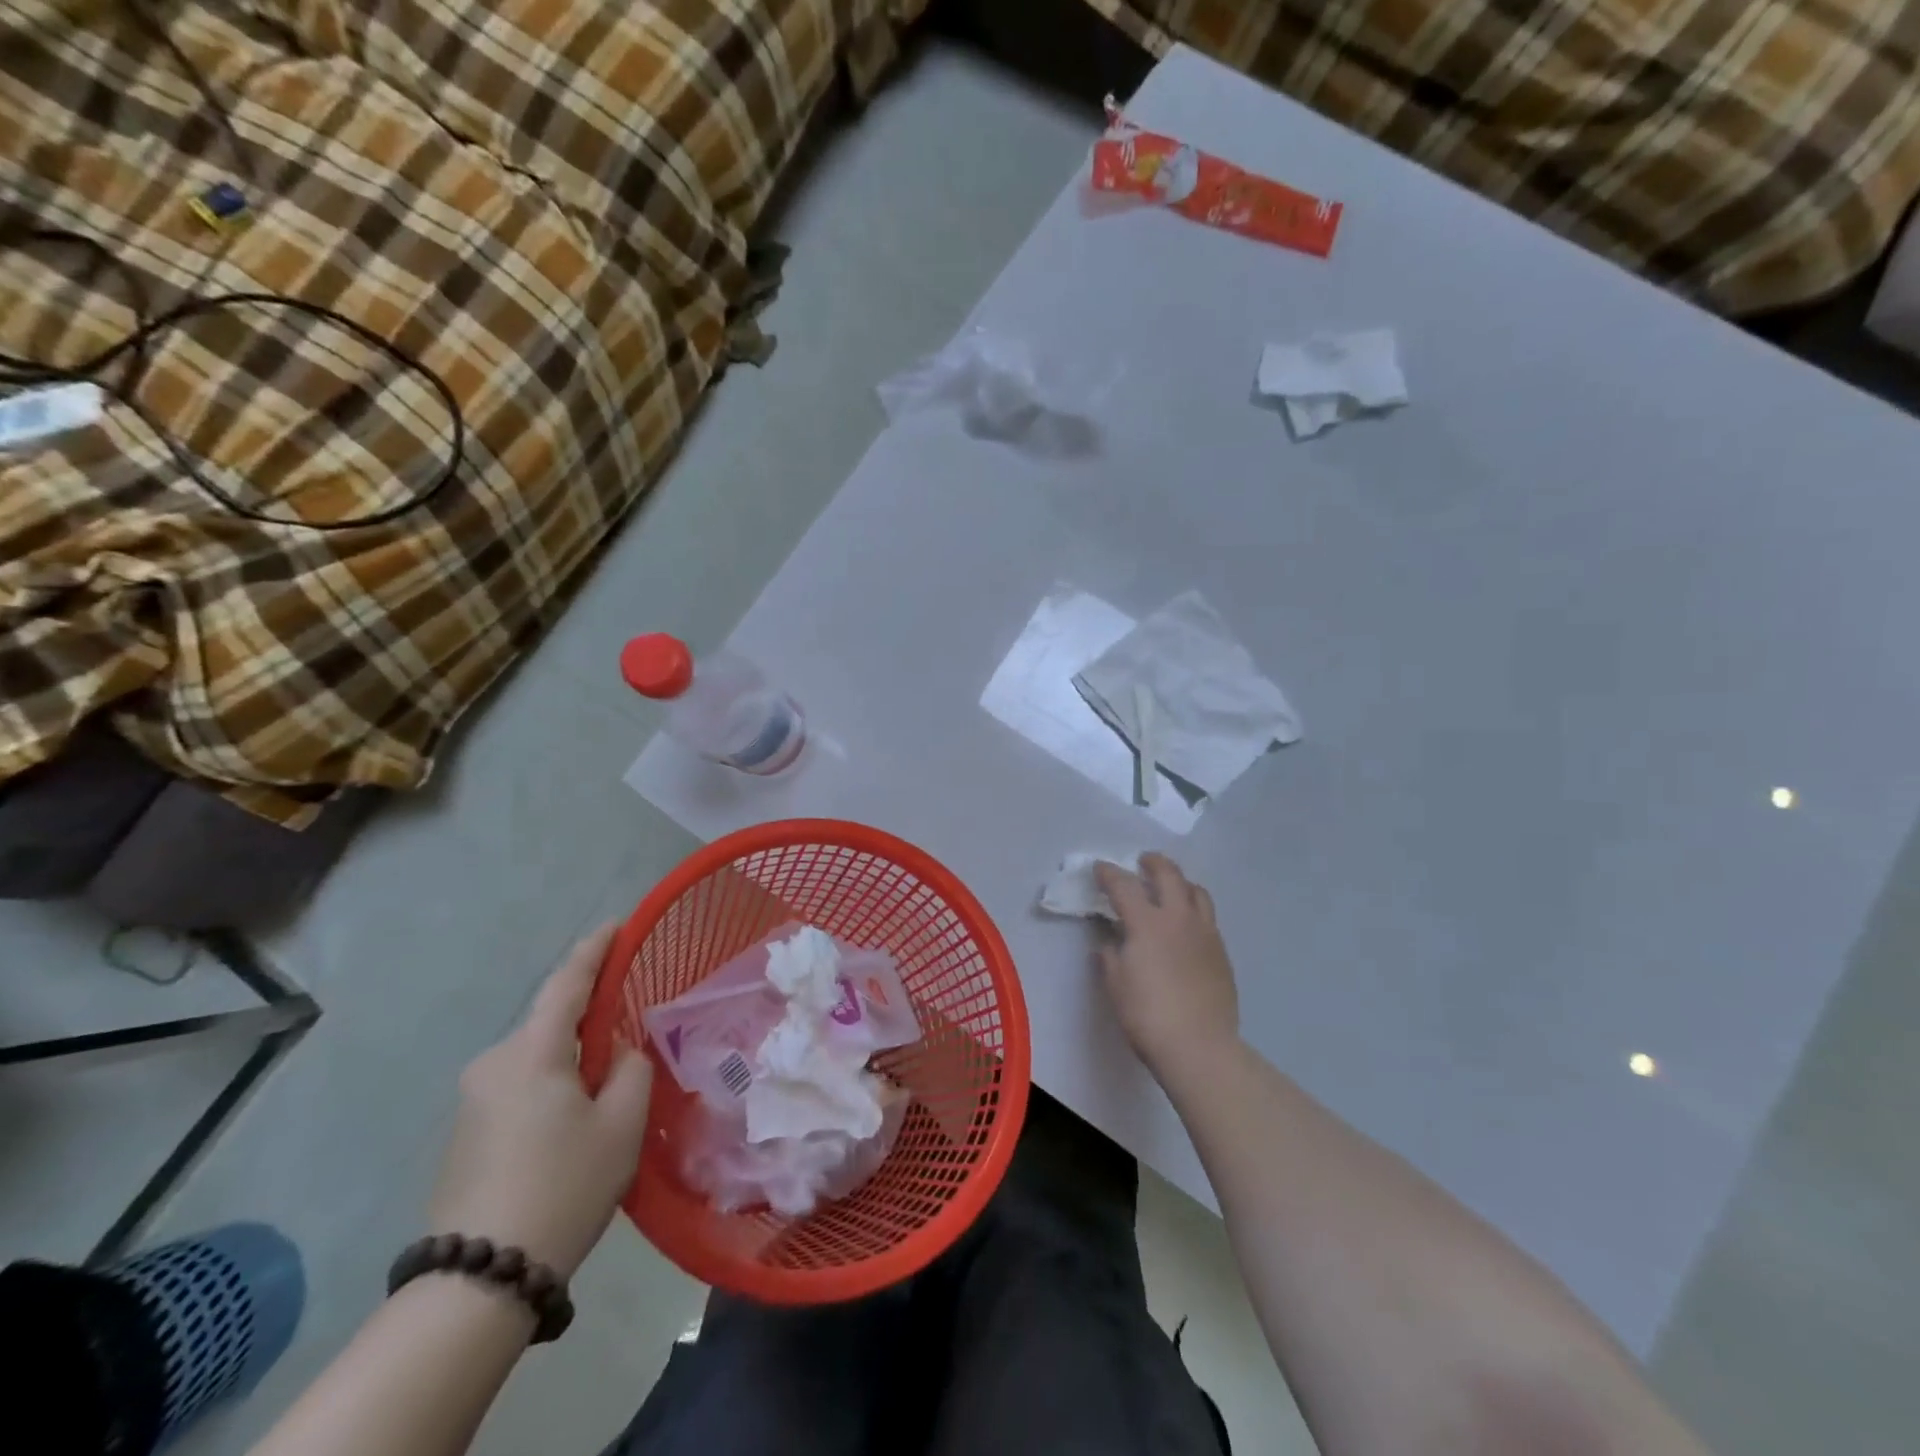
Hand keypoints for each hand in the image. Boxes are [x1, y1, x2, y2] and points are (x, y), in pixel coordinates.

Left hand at [427, 924, 651, 1279]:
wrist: (479, 1280)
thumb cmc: (563, 1186)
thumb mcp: (622, 1123)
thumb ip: (632, 1069)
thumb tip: (618, 1055)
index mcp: (532, 1052)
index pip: (567, 982)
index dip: (595, 949)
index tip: (617, 924)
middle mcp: (493, 1063)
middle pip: (552, 1024)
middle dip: (590, 1022)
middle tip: (631, 1041)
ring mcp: (472, 1100)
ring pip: (537, 1059)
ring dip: (572, 1062)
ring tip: (607, 1095)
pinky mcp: (464, 1133)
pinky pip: (519, 1088)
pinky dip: (551, 1088)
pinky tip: (571, 1125)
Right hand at [1093, 854, 1238, 1074]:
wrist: (1200, 1047)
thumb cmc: (1148, 1016)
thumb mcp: (1116, 985)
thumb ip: (1111, 958)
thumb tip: (1110, 944)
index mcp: (1147, 923)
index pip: (1124, 886)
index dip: (1109, 873)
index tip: (1100, 868)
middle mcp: (1179, 919)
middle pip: (1169, 875)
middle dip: (1153, 863)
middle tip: (1143, 862)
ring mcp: (1205, 934)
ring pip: (1197, 892)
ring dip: (1181, 882)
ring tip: (1172, 887)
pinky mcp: (1222, 953)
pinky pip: (1208, 918)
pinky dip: (1194, 910)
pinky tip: (1187, 926)